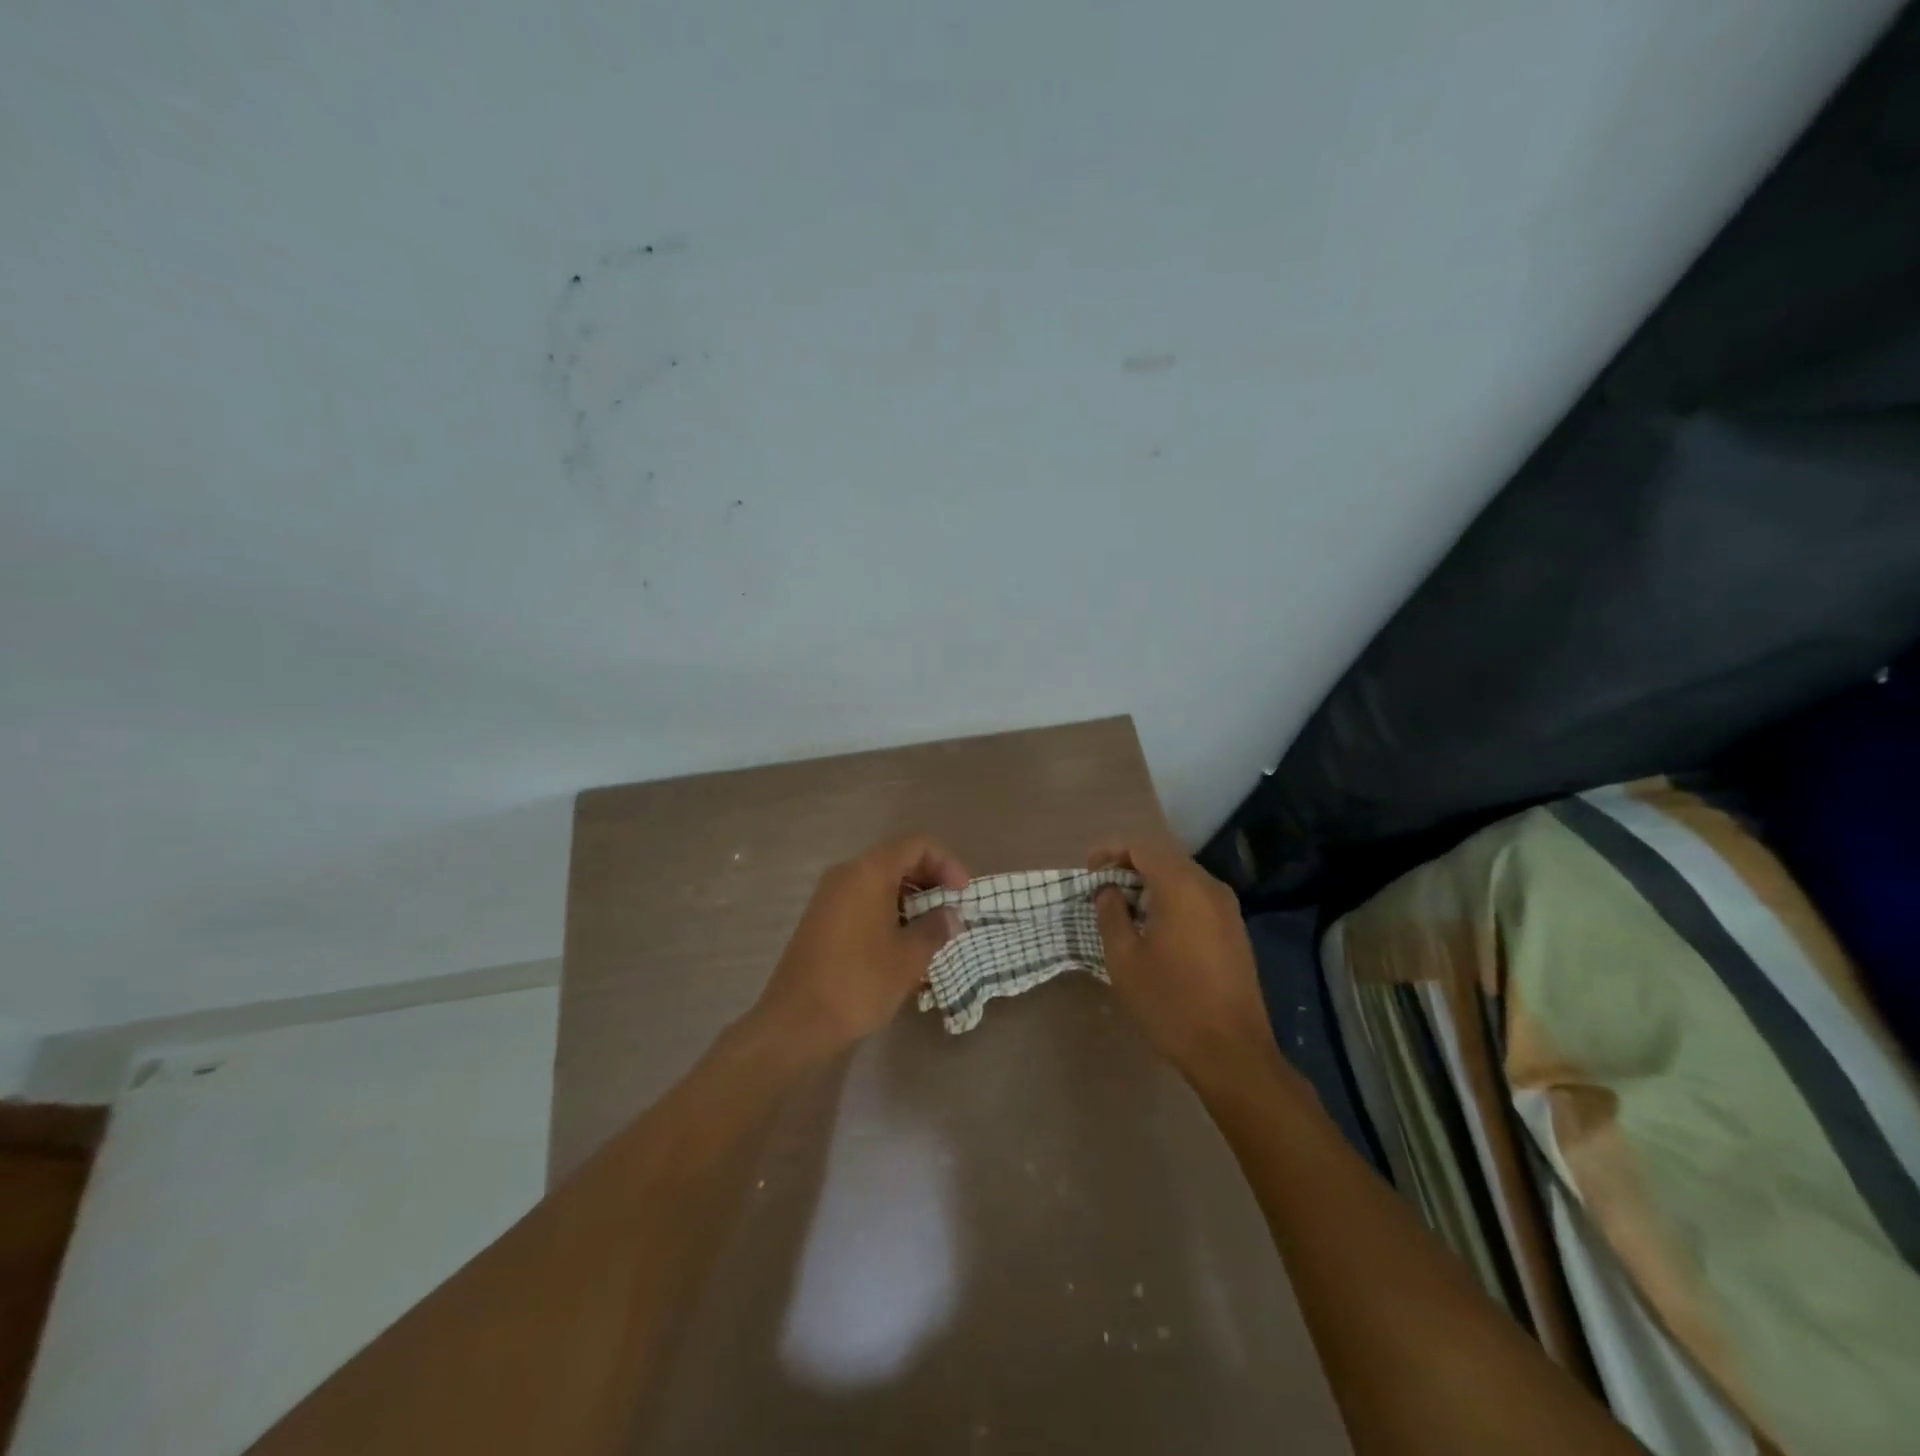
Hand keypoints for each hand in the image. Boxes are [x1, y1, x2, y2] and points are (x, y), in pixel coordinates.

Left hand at [749, 835, 968, 1059]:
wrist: (795, 1022)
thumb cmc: (859, 982)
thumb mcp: (909, 957)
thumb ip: (935, 928)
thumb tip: (951, 916)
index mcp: (869, 872)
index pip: (918, 845)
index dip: (947, 863)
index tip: (962, 895)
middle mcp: (846, 873)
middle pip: (897, 859)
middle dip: (930, 881)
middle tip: (951, 912)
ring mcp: (829, 895)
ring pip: (879, 881)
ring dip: (910, 899)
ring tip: (931, 931)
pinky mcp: (820, 918)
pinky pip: (862, 900)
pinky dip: (888, 910)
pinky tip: (901, 944)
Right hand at [1090, 835, 1282, 1086]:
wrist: (1232, 1052)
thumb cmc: (1170, 1002)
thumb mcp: (1124, 958)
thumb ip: (1111, 913)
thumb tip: (1109, 890)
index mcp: (1182, 886)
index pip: (1141, 846)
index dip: (1110, 851)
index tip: (1088, 871)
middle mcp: (1209, 887)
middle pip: (1164, 857)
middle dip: (1129, 865)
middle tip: (1101, 888)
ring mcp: (1227, 908)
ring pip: (1182, 876)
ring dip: (1150, 882)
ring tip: (1123, 907)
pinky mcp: (1234, 929)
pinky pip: (1197, 896)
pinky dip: (1171, 898)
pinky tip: (1154, 926)